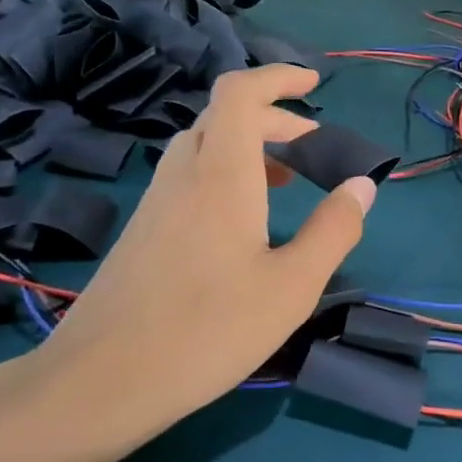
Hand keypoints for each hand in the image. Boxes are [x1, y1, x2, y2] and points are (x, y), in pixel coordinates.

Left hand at [15, 65, 375, 456]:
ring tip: (284, 177)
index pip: (241, 93)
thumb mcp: (292, 286)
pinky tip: (242, 221)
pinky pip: (188, 176)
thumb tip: (362, 185)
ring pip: (202, 145)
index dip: (278, 77)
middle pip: (224, 115)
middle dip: (273, 116)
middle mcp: (184, 175)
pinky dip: (224, 172)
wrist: (98, 383)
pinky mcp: (141, 231)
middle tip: (311, 143)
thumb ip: (334, 230)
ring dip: (247, 144)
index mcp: (221, 174)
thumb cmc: (206, 330)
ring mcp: (155, 202)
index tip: (314, 85)